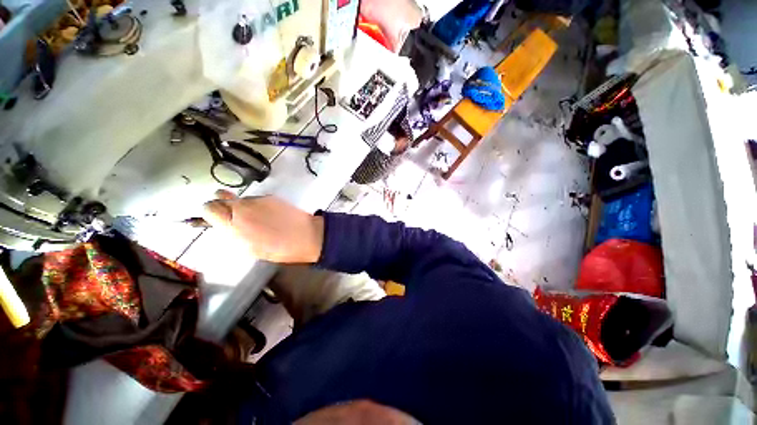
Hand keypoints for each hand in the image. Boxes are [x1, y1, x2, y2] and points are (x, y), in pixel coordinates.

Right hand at [202, 190, 323, 263]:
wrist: (307, 236)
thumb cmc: (279, 249)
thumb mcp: (250, 248)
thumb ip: (233, 233)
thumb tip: (225, 225)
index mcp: (233, 224)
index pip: (208, 208)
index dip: (211, 212)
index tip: (217, 219)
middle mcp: (242, 207)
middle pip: (220, 196)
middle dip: (222, 204)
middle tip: (233, 216)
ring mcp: (258, 199)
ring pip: (240, 197)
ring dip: (243, 205)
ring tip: (257, 217)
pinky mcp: (272, 196)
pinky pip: (257, 198)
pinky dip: (258, 204)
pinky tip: (270, 214)